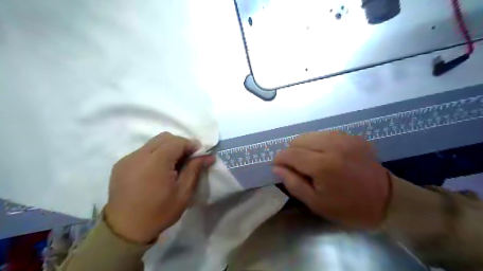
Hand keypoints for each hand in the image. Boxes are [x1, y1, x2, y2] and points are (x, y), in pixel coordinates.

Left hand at [106, 131, 214, 243]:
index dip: (191, 144)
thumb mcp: (183, 192)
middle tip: (187, 159)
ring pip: (153, 143)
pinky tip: (156, 170)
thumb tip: (209, 156)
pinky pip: (142, 151)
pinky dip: (154, 154)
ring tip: (172, 165)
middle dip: (179, 144)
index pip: (177, 141)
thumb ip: (195, 169)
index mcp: (156, 162)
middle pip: (164, 137)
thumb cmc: (159, 212)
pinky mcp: (120, 165)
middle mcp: (139, 155)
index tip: (199, 155)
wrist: (125, 230)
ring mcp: (127, 159)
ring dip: (167, 148)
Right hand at [274, 132, 389, 228]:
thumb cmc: (348, 207)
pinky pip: (325, 134)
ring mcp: (344, 138)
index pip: (290, 153)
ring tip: (310, 161)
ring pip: (310, 134)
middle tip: (296, 167)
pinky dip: (318, 143)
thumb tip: (276, 167)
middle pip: (298, 139)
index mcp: (323, 165)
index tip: (277, 166)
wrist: (387, 201)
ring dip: (304, 147)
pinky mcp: (352, 136)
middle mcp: (333, 146)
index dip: (279, 159)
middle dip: (291, 152)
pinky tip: (324, 155)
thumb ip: (293, 183)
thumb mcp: (315, 203)